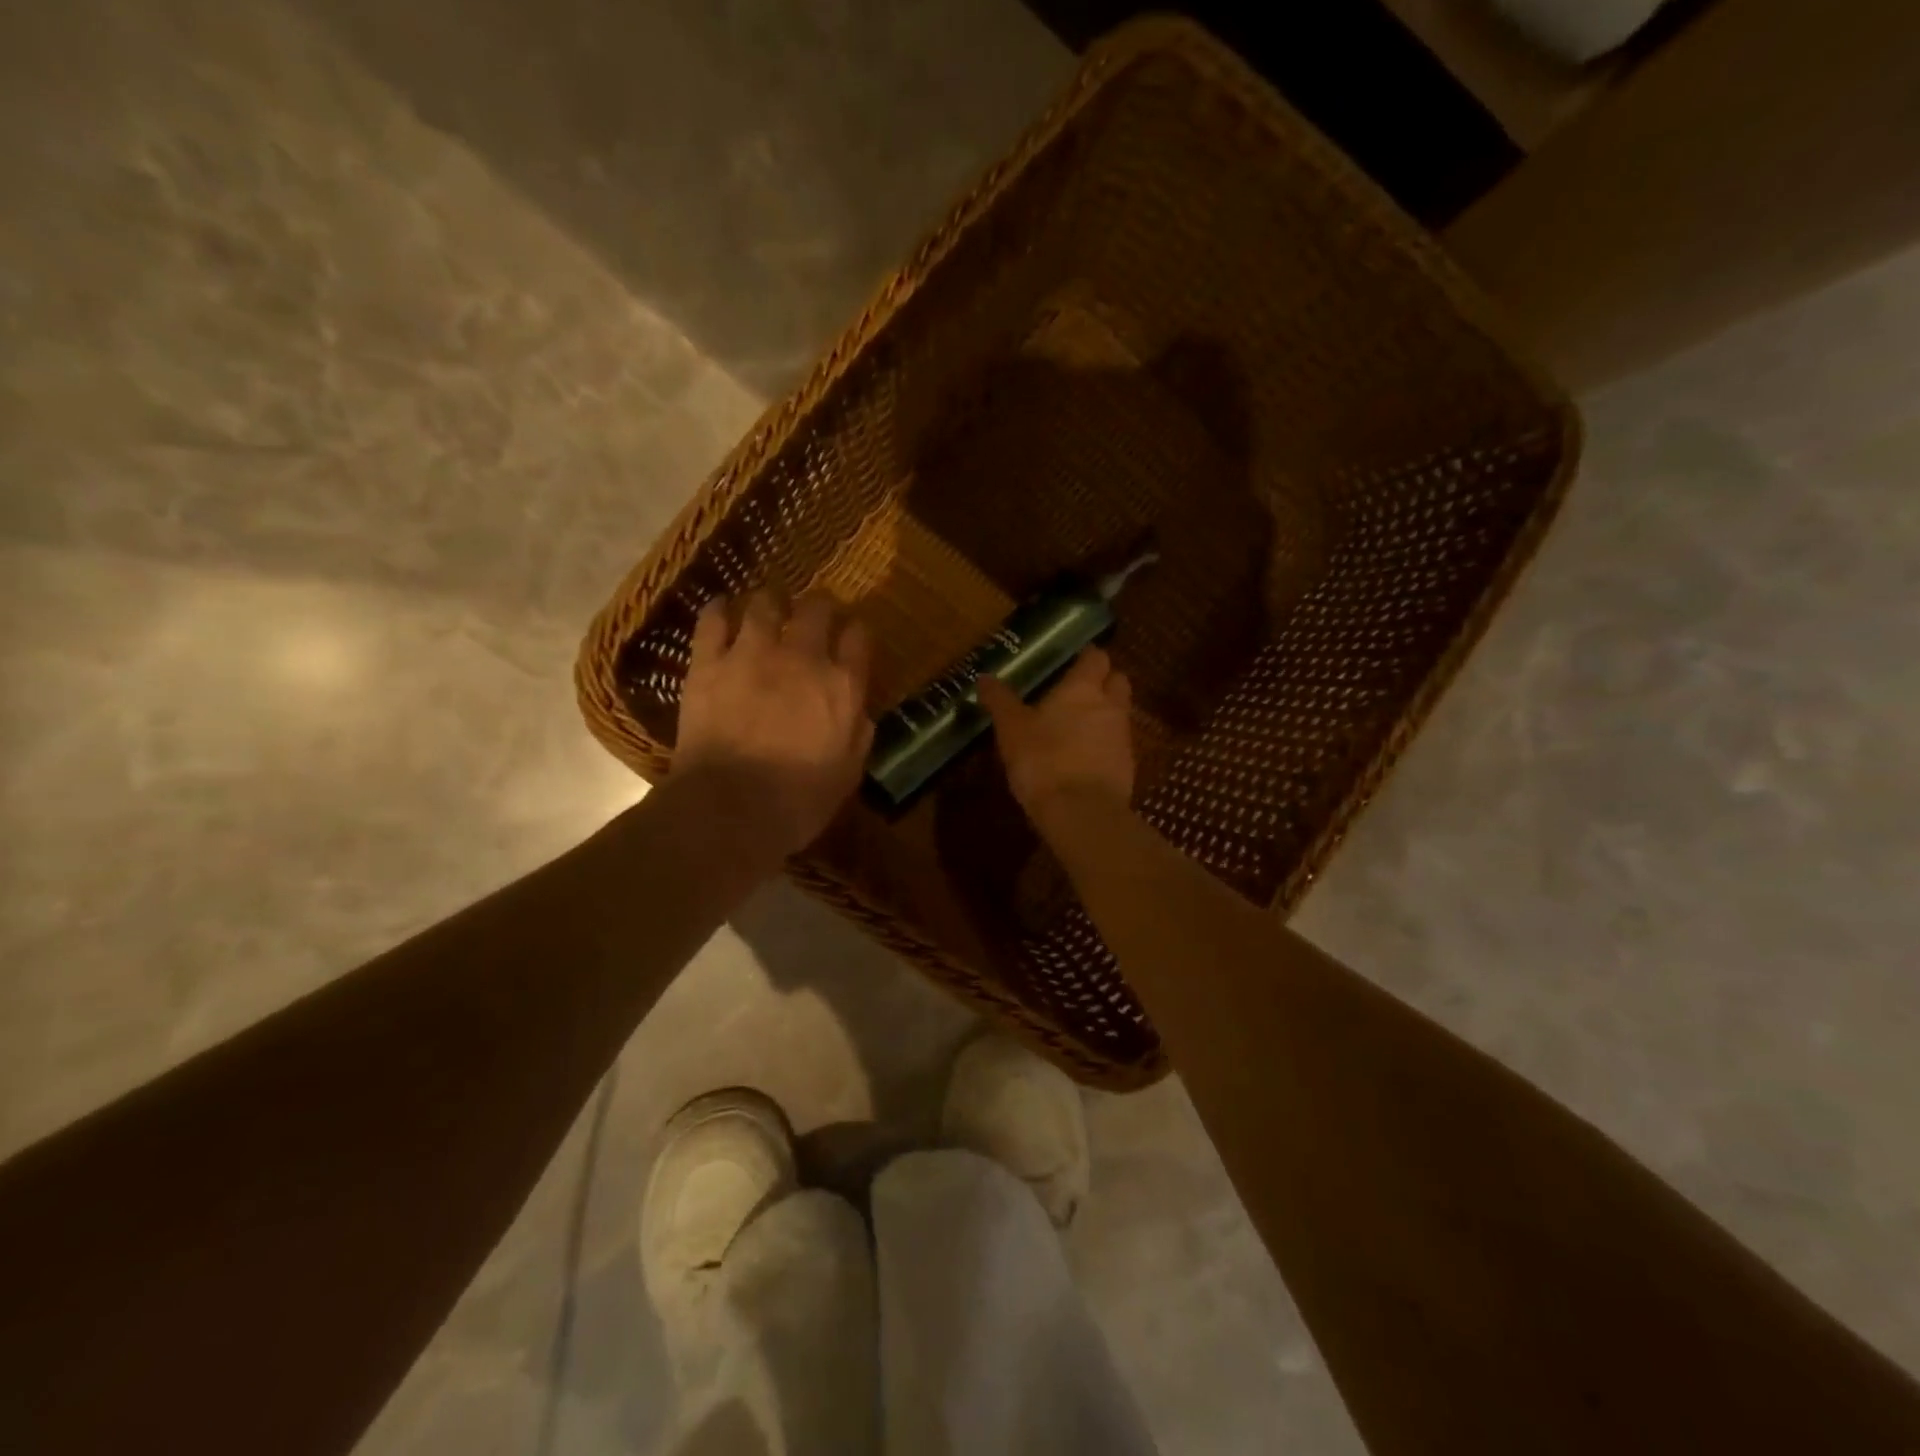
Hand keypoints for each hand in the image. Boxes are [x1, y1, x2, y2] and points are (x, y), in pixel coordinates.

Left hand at [675, 589, 874, 856]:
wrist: (731, 808)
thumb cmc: (799, 800)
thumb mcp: (849, 771)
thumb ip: (858, 731)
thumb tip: (858, 709)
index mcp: (842, 685)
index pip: (858, 637)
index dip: (856, 632)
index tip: (852, 638)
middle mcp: (802, 657)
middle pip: (817, 608)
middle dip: (820, 606)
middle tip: (814, 615)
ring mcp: (752, 654)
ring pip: (765, 603)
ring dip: (772, 600)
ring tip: (770, 606)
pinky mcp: (709, 663)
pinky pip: (713, 620)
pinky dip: (719, 609)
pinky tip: (722, 608)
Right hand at [977, 647, 1134, 835]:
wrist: (1081, 812)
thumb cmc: (1043, 760)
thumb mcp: (1011, 729)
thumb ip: (1000, 701)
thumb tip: (984, 677)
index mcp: (1083, 688)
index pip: (1096, 657)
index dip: (1086, 656)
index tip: (1071, 660)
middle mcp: (1110, 706)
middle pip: (1118, 681)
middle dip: (1104, 681)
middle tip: (1078, 691)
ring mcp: (1124, 737)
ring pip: (1120, 714)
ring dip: (1104, 715)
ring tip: (1076, 728)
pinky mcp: (1128, 767)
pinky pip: (1118, 746)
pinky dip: (1105, 746)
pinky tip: (1084, 759)